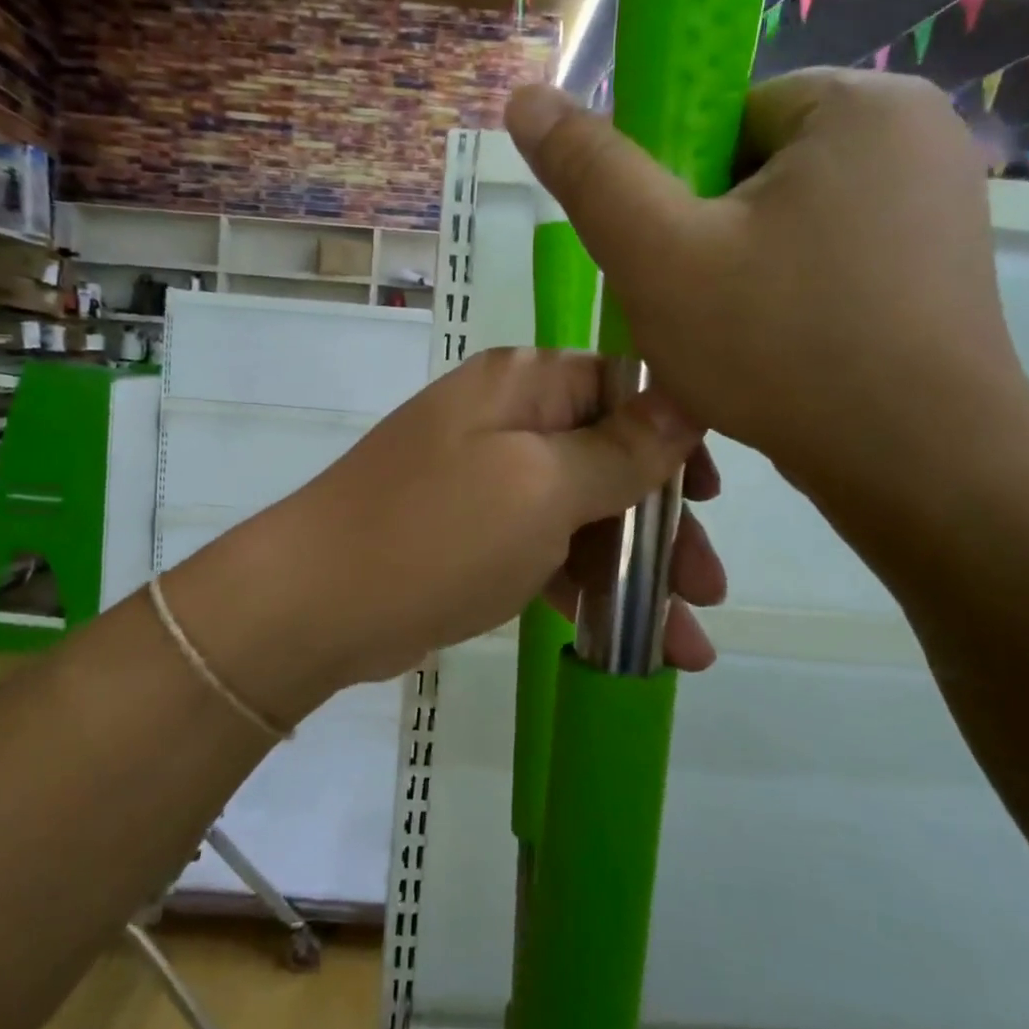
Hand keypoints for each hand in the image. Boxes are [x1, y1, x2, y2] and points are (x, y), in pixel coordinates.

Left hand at [165, 349, 726, 724]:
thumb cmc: (438, 533)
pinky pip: (547, 554)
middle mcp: (505, 422)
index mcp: (522, 385)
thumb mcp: (542, 486)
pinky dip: (586, 593)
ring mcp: (486, 483)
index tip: (712, 495)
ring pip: (583, 516)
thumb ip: (620, 449)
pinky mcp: (473, 538)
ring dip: (635, 574)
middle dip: (663, 527)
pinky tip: (630, 641)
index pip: (622, 386)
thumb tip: (685, 398)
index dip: (675, 436)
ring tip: (686, 644)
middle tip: (709, 590)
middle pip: (609, 459)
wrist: (317, 604)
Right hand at [505, 71, 1028, 509]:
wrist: (920, 466)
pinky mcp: (939, 267)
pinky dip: (789, 296)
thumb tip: (527, 95)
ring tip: (731, 341)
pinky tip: (779, 353)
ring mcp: (938, 204)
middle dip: (706, 236)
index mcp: (858, 103)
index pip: (721, 116)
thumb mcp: (659, 256)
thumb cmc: (780, 348)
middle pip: (754, 168)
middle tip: (690, 310)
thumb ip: (590, 173)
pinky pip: (830, 259)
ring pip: (788, 221)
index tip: (665, 259)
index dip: (671, 189)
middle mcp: (915, 134)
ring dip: (741, 272)